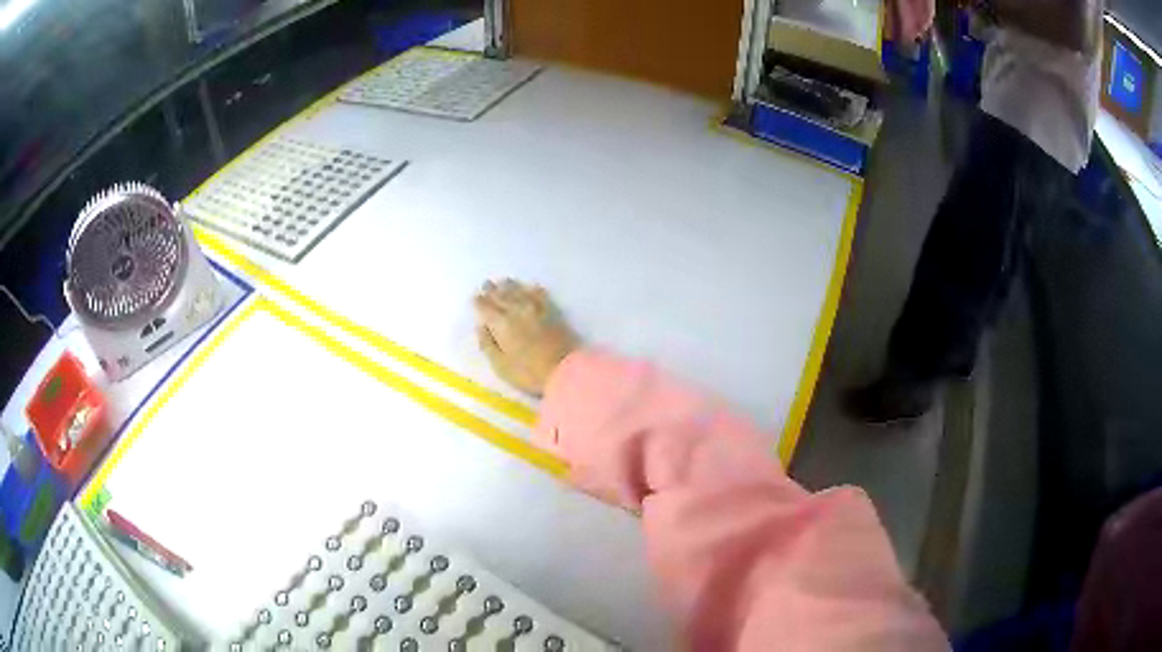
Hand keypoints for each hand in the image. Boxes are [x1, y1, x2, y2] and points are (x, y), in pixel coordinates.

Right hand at [475, 279, 577, 395]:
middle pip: (502, 296)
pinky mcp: (553, 312)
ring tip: (504, 282)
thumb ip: (488, 345)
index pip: (486, 307)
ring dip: (510, 286)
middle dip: (492, 290)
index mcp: (501, 324)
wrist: (565, 370)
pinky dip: (533, 289)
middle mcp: (517, 311)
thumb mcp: (500, 366)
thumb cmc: (529, 374)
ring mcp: (536, 309)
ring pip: (520, 291)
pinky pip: (540, 295)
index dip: (479, 301)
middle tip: (486, 284)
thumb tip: (480, 326)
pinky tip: (531, 286)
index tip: (475, 297)